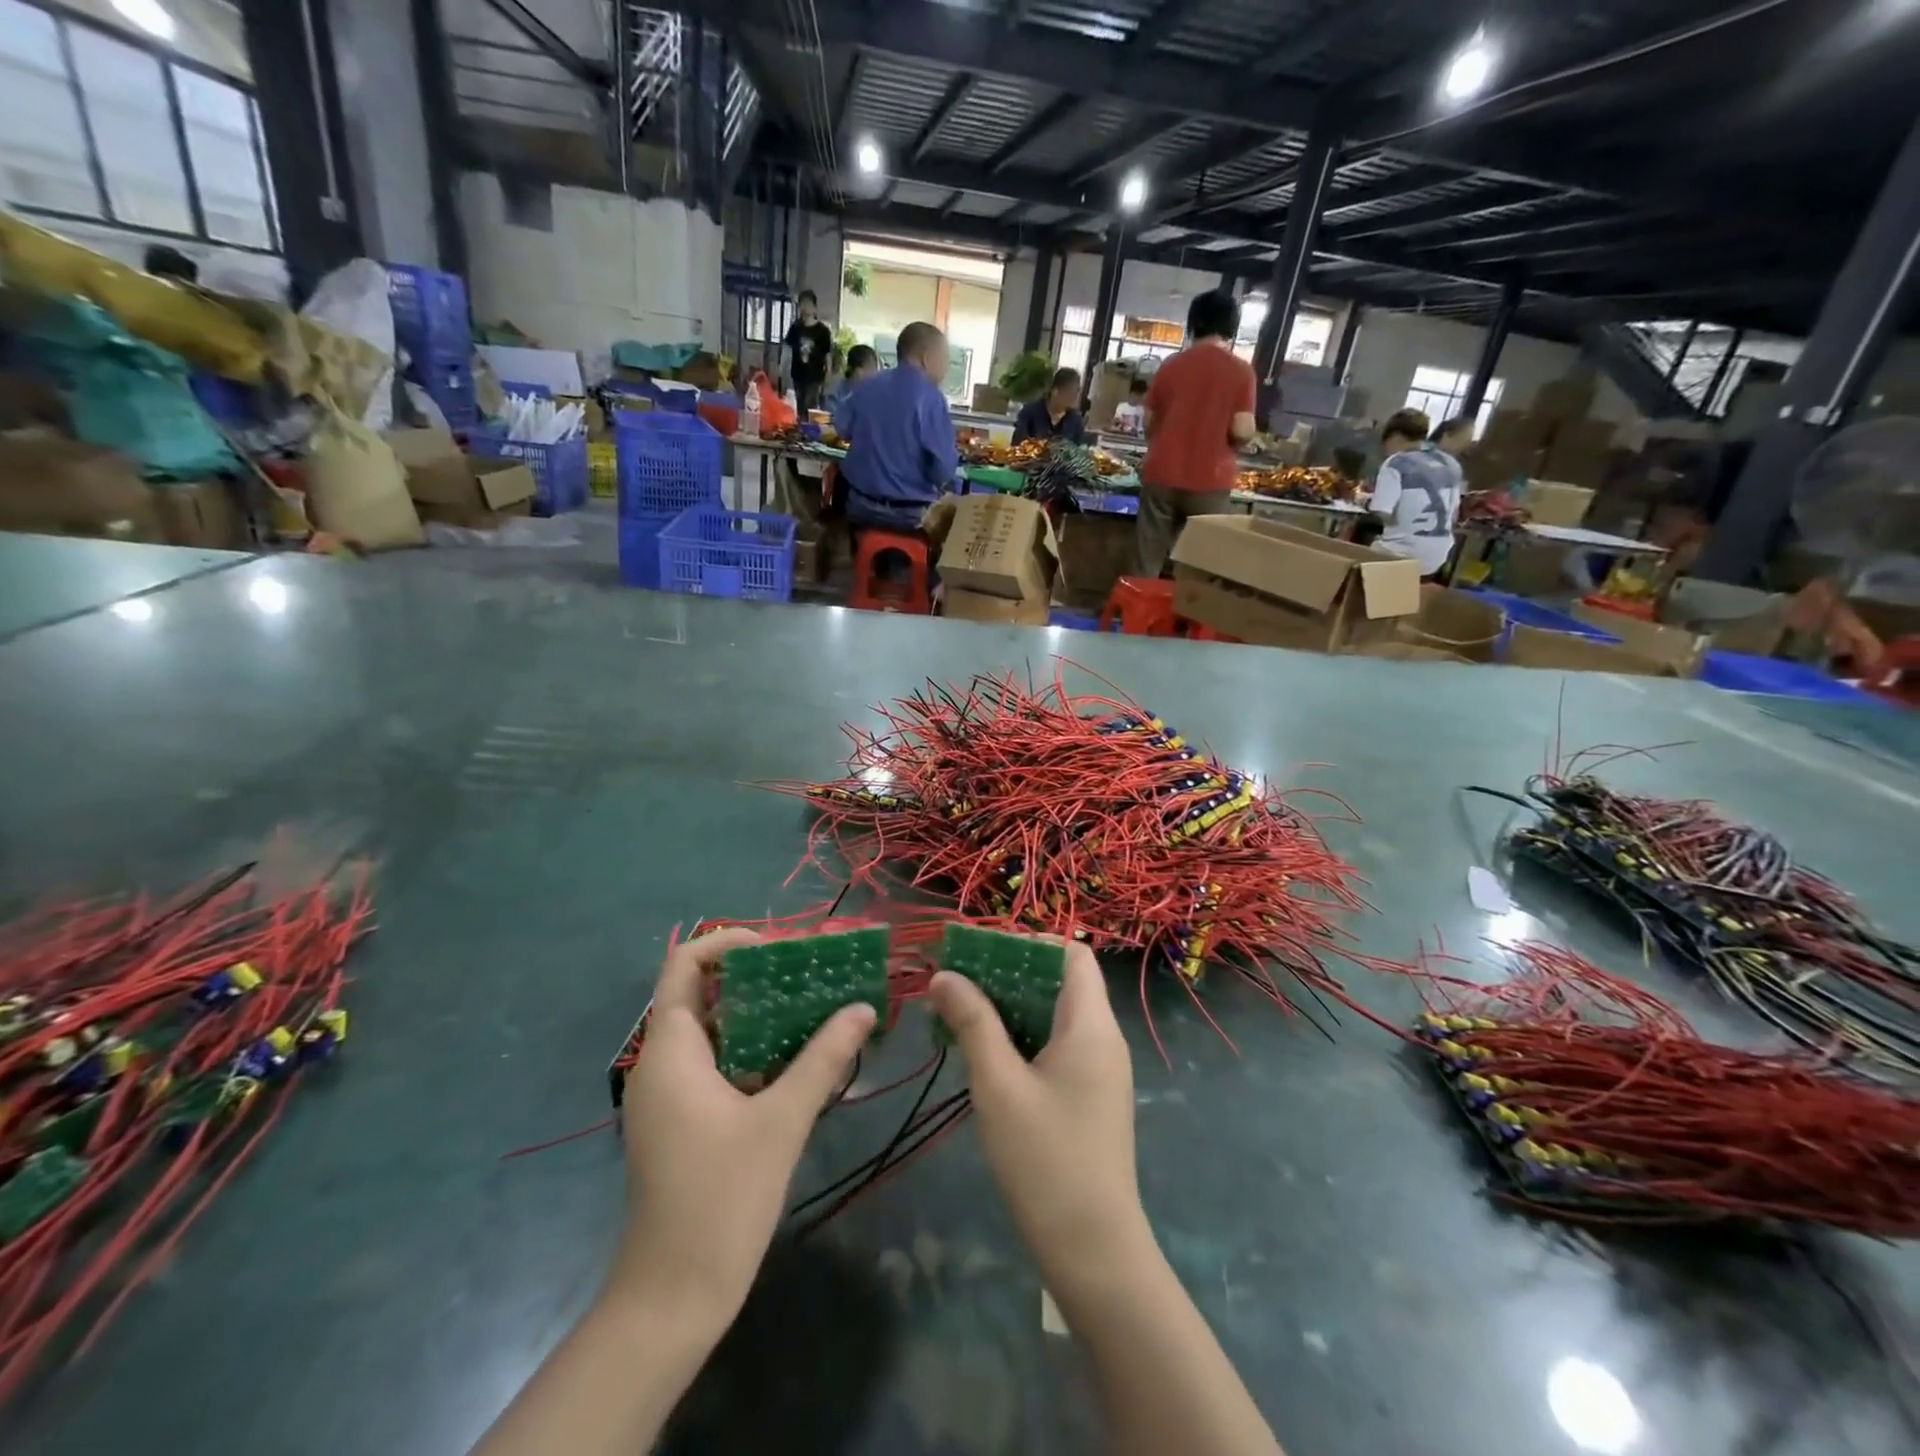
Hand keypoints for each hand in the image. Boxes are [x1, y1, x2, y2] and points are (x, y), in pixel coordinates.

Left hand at [616, 929, 875, 1326]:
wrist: (673, 1298)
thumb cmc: (720, 1199)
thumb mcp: (781, 1121)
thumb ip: (823, 1058)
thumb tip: (863, 1007)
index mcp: (672, 1050)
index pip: (685, 964)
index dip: (727, 942)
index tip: (778, 947)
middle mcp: (663, 1062)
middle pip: (704, 992)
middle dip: (757, 976)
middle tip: (811, 973)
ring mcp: (671, 1094)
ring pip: (715, 1030)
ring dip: (761, 1013)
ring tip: (815, 1005)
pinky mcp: (683, 1120)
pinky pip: (718, 1063)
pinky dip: (755, 1049)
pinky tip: (800, 1057)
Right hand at [929, 943, 1148, 1293]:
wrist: (1094, 1253)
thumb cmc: (1046, 1161)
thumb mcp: (999, 1086)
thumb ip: (973, 1023)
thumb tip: (945, 975)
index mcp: (1091, 1025)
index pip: (1070, 954)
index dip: (1028, 943)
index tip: (980, 952)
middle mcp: (1102, 1038)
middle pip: (1059, 982)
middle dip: (1008, 974)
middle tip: (957, 981)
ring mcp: (1098, 1070)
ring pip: (1053, 1016)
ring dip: (1009, 1008)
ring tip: (959, 1012)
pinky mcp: (1088, 1097)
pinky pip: (1055, 1046)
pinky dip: (1021, 1038)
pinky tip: (982, 1053)